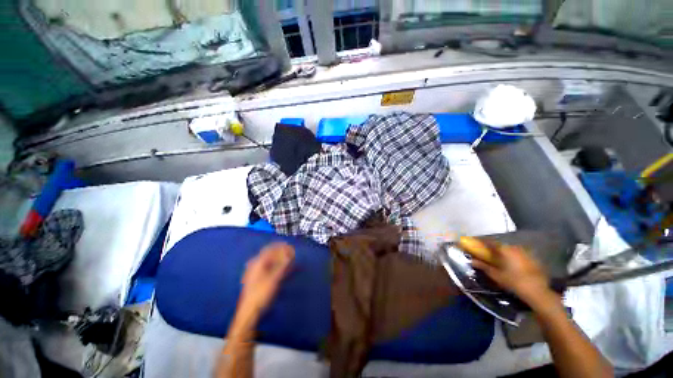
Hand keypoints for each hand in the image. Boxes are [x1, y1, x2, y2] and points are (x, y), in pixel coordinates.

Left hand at [238, 242, 294, 317]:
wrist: (249, 312)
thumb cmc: (261, 294)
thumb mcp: (274, 278)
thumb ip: (283, 265)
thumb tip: (290, 253)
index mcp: (257, 262)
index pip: (269, 249)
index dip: (280, 246)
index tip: (289, 246)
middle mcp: (255, 265)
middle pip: (269, 254)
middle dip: (280, 252)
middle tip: (291, 253)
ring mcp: (255, 273)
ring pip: (269, 261)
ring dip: (279, 259)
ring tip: (288, 261)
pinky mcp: (257, 280)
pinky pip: (268, 268)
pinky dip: (276, 267)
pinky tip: (283, 270)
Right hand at [471, 243, 554, 308]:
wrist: (537, 291)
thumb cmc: (513, 281)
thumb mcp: (496, 275)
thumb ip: (483, 266)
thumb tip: (472, 261)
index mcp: (504, 249)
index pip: (489, 242)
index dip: (482, 242)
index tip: (476, 243)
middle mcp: (514, 248)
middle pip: (501, 245)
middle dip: (494, 248)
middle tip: (488, 253)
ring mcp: (525, 253)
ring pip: (511, 250)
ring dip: (505, 253)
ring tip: (501, 259)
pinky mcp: (533, 259)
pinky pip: (520, 255)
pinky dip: (514, 257)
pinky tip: (514, 265)